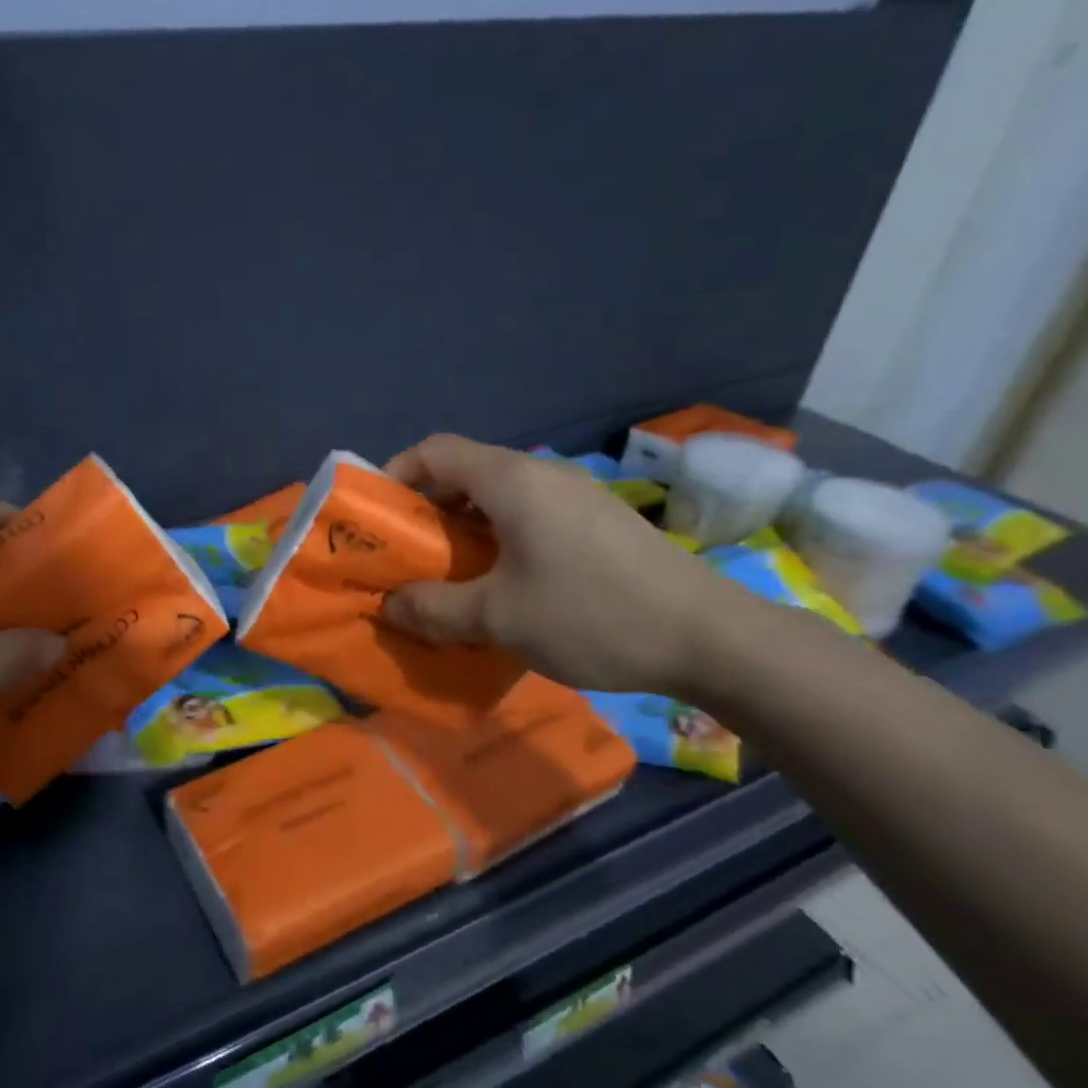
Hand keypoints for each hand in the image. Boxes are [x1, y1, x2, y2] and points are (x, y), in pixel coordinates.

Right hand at [382, 434, 743, 695]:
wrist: (710, 637)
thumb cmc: (592, 614)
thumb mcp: (500, 618)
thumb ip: (435, 608)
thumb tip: (391, 605)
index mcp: (511, 480)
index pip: (435, 450)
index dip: (396, 475)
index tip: (377, 518)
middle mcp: (542, 474)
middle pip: (464, 472)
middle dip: (426, 511)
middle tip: (408, 556)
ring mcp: (576, 496)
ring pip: (498, 497)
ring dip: (463, 529)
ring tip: (450, 575)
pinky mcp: (598, 522)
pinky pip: (529, 516)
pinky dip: (498, 539)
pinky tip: (504, 584)